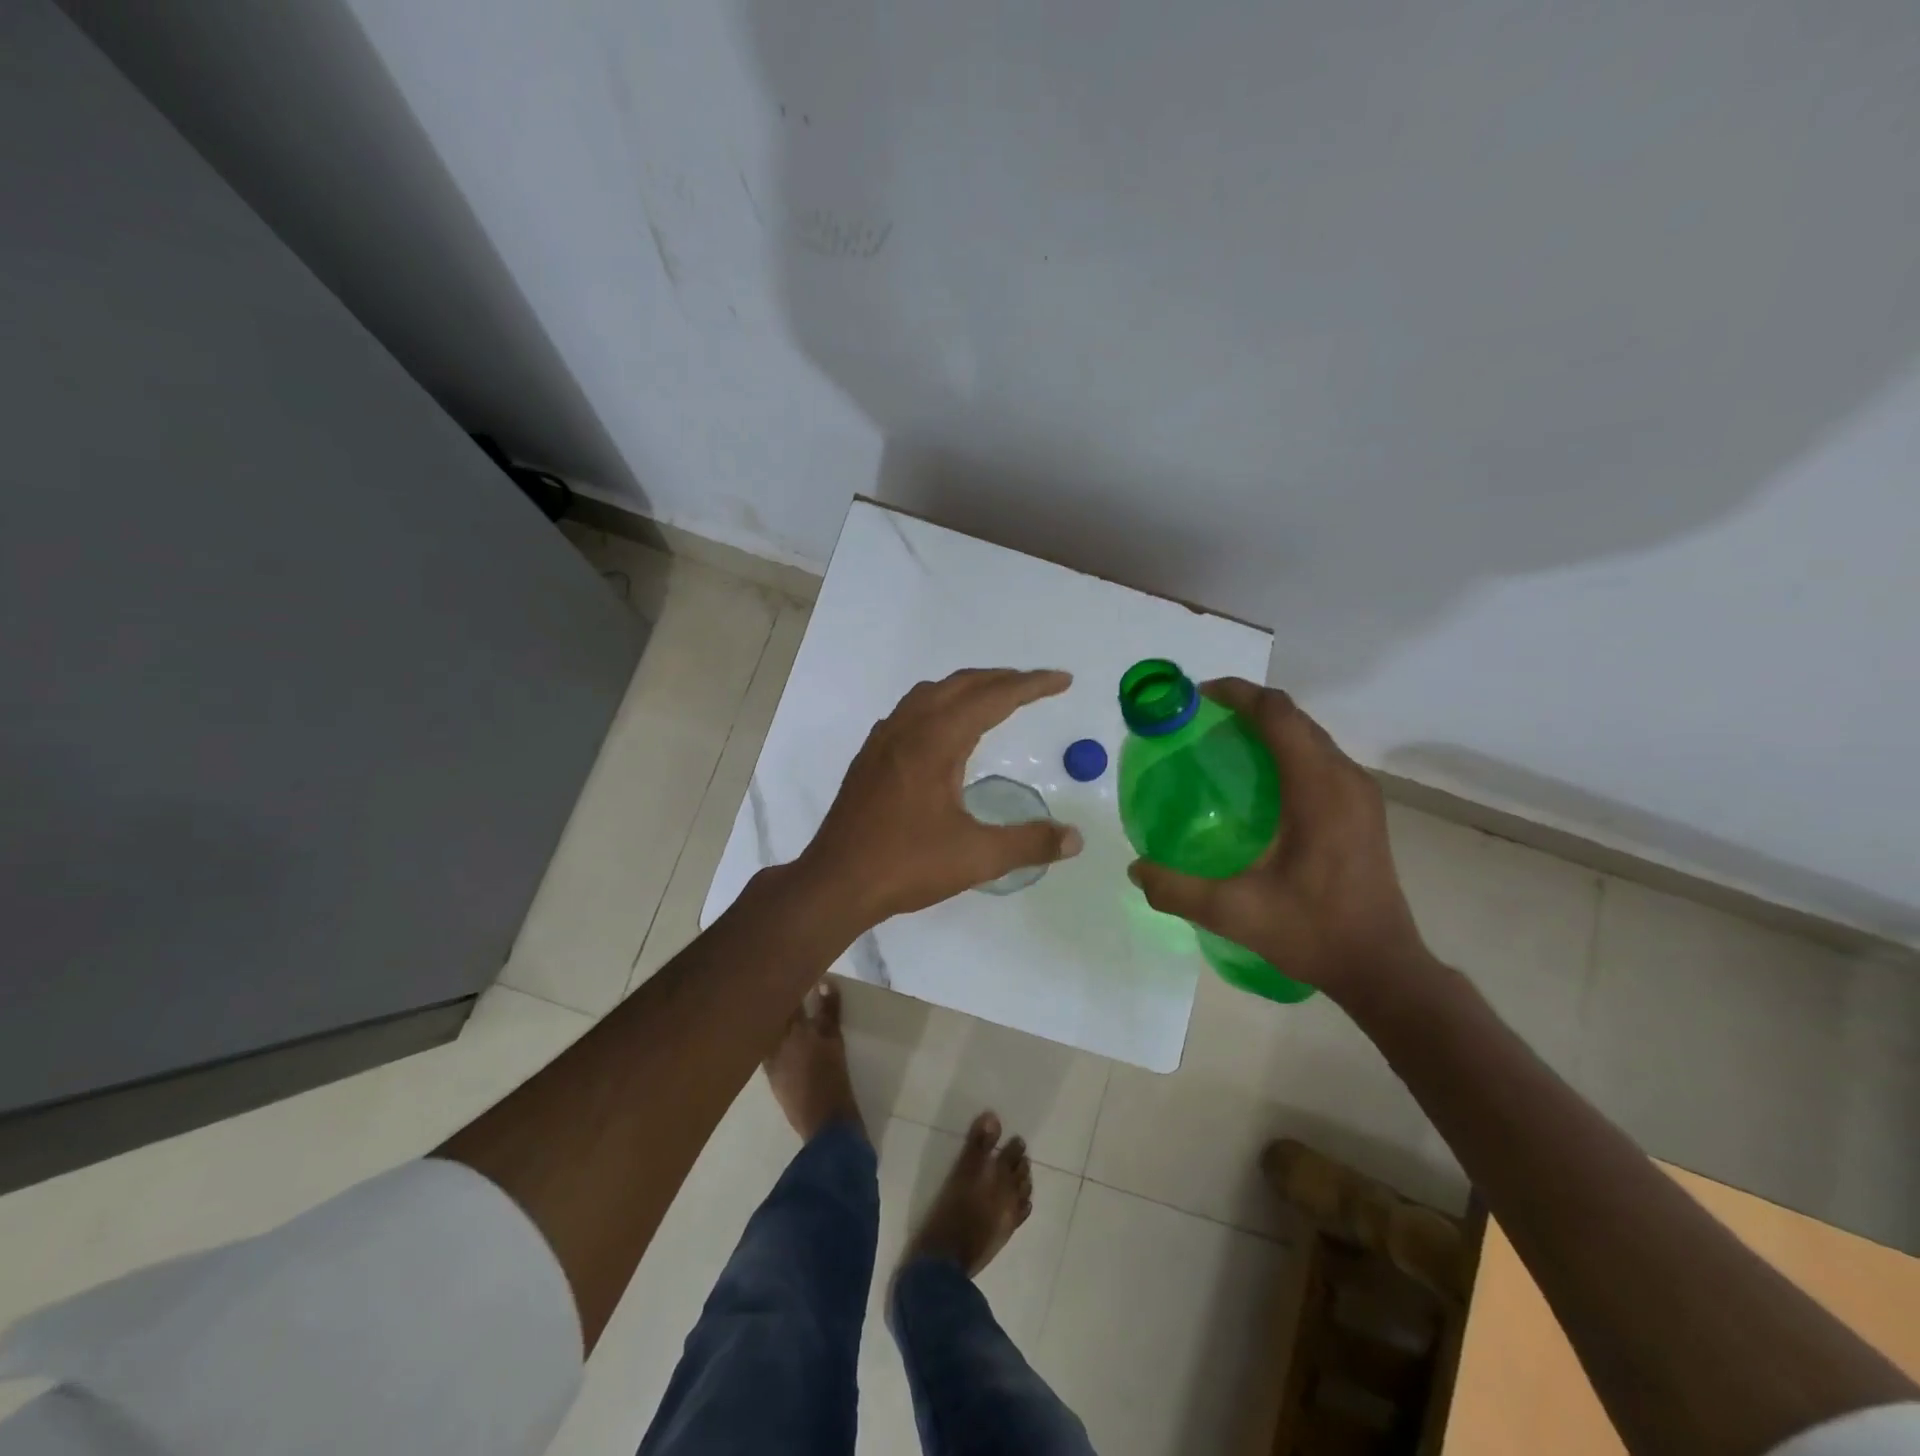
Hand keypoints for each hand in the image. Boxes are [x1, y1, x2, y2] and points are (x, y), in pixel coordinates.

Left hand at [799, 668, 1082, 926]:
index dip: (1031, 686)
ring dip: (968, 688)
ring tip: (995, 699)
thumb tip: (1075, 839)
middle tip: (1036, 685)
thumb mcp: (976, 857)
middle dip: (1002, 679)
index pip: (993, 698)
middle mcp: (908, 728)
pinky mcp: (870, 757)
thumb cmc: (906, 865)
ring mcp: (883, 740)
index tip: (1063, 680)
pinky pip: (910, 711)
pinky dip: (939, 704)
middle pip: (961, 685)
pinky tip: (944, 730)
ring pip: (931, 693)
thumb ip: (1029, 843)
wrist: (835, 882)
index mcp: (936, 741)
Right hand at [1126, 679, 1434, 1003]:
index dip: (1236, 694)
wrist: (1382, 967)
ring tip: (1221, 745)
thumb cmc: (1313, 932)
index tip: (1195, 697)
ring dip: (1267, 728)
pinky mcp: (1362, 809)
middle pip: (1293, 717)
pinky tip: (1256, 782)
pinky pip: (1319, 758)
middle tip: (1198, 722)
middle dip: (1246, 707)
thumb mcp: (1234, 913)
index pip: (1278, 714)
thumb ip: (1177, 889)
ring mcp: (1359, 793)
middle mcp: (1344, 779)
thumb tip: (1136, 868)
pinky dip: (1284, 751)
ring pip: (1308, 736)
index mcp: (1318, 790)